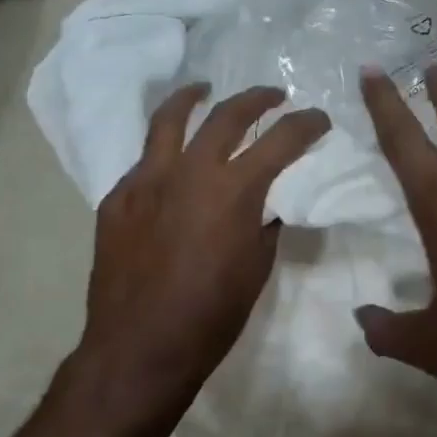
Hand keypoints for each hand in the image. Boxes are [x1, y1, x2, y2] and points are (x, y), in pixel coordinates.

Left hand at [80, 84, 328, 417]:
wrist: (141, 346)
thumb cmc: (211, 317)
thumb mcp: (256, 270)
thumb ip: (263, 226)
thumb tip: (264, 207)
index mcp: (233, 191)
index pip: (280, 141)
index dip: (306, 125)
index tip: (319, 119)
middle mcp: (189, 172)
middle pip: (226, 116)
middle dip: (257, 100)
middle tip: (273, 97)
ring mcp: (146, 181)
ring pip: (168, 121)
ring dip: (193, 99)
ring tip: (204, 90)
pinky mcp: (117, 199)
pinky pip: (144, 163)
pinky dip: (164, 154)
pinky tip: (170, 164)